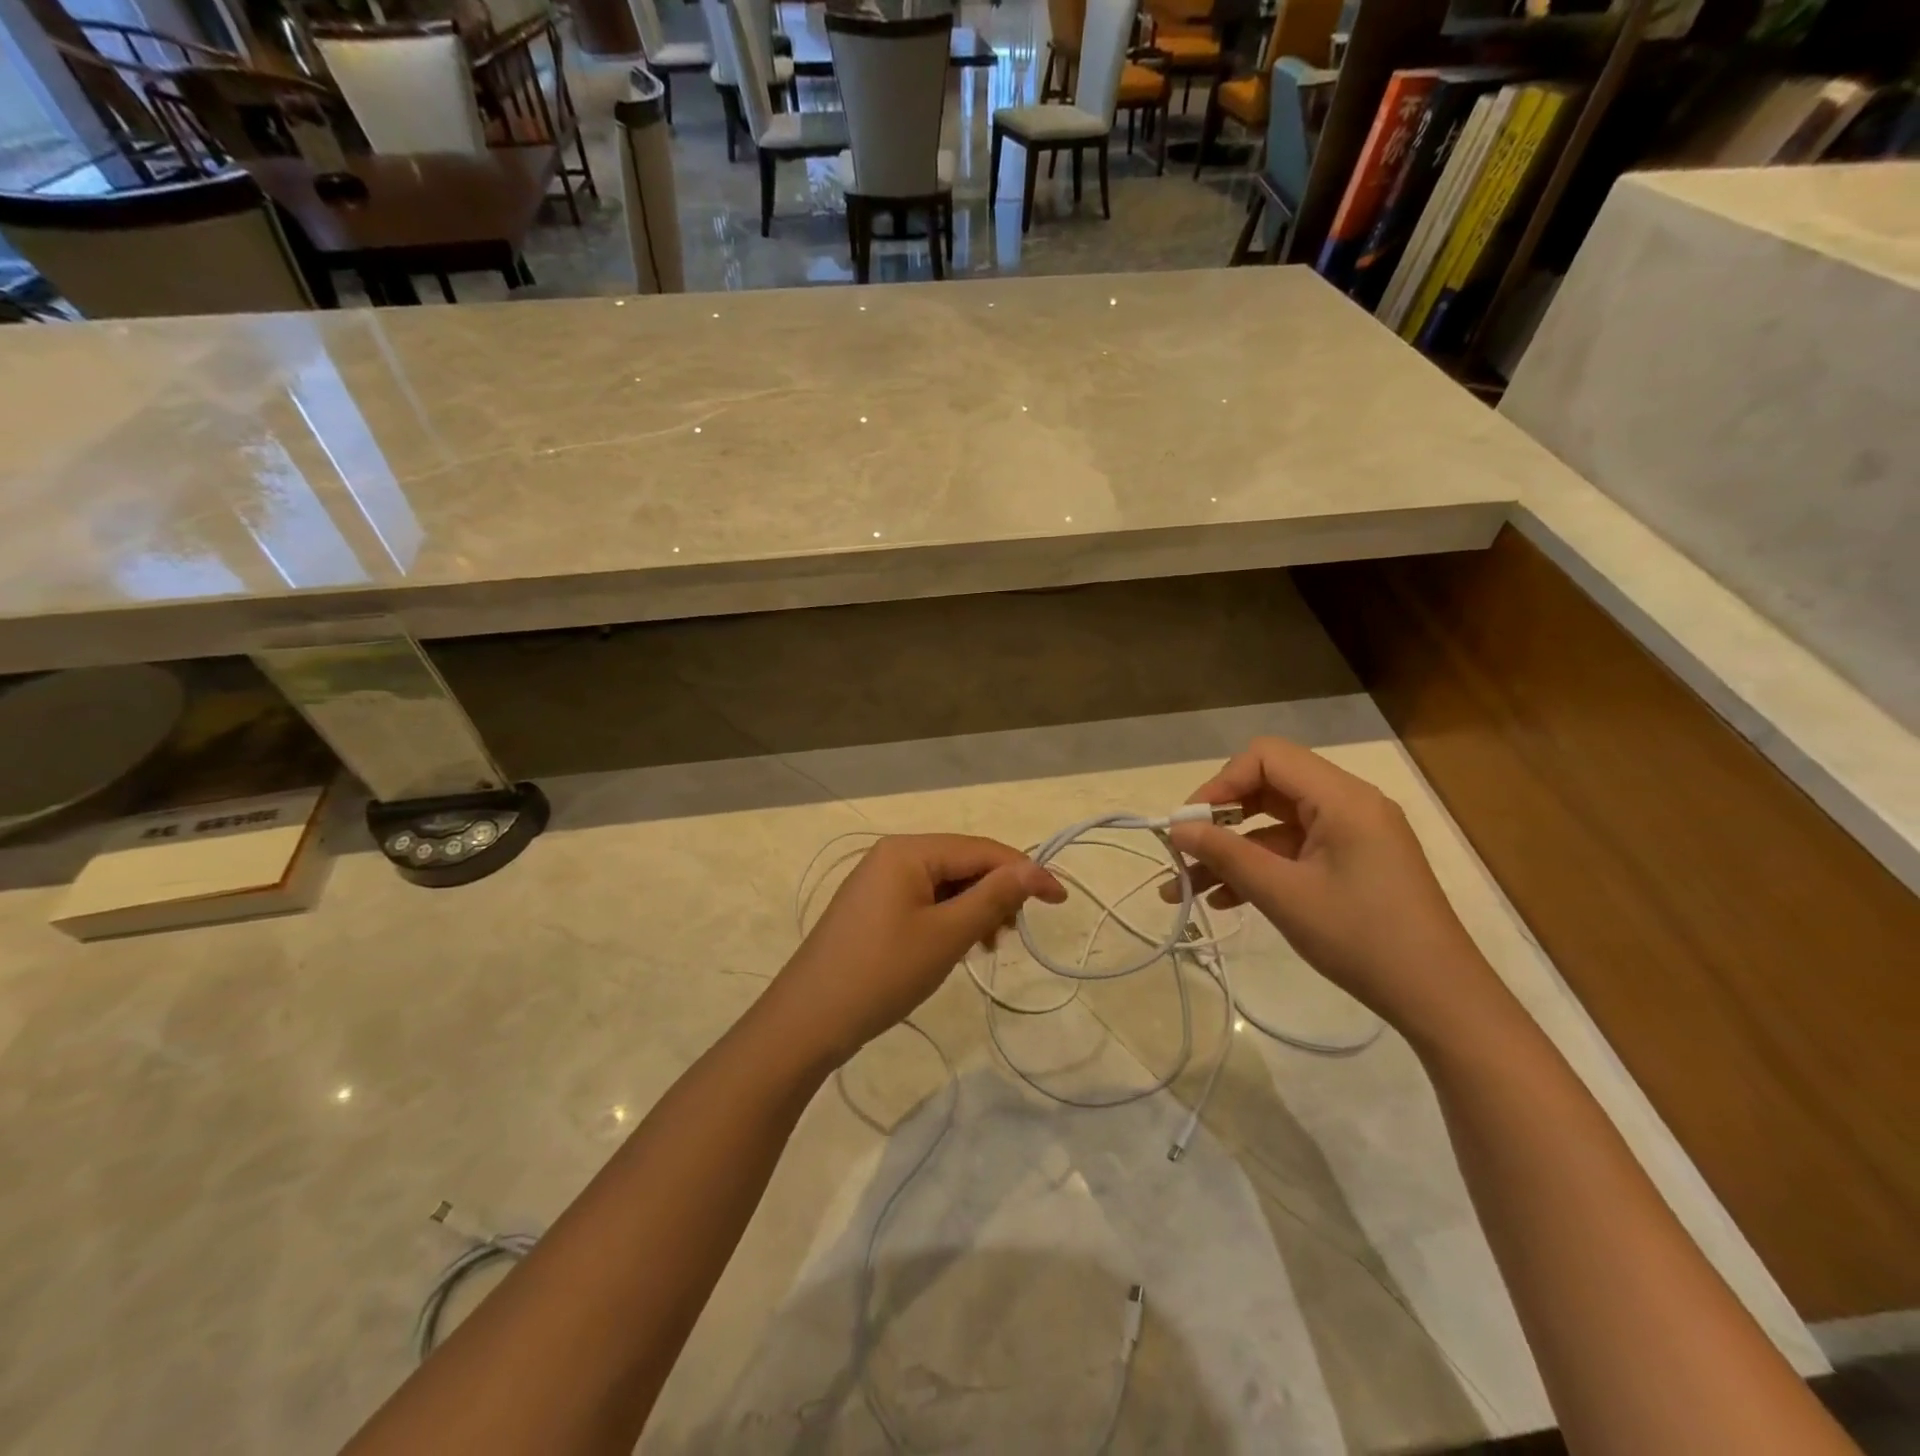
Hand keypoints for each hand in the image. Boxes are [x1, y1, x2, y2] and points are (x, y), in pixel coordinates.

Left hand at [766, 834, 1065, 1066]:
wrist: (807, 1021)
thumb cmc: (882, 973)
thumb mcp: (946, 935)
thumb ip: (993, 897)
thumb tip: (1034, 868)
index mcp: (909, 851)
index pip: (981, 849)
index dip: (1025, 871)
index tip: (1061, 901)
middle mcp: (892, 855)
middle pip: (962, 863)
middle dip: (995, 893)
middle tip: (1012, 935)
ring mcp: (878, 881)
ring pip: (944, 884)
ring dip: (973, 909)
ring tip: (986, 947)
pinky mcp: (872, 908)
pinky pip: (923, 901)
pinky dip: (948, 919)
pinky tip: (956, 947)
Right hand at [1163, 737, 1502, 1042]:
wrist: (1440, 1000)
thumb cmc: (1361, 938)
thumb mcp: (1284, 895)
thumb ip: (1226, 854)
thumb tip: (1177, 828)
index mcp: (1342, 798)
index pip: (1267, 757)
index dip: (1221, 783)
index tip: (1190, 823)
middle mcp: (1349, 804)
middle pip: (1269, 787)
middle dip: (1220, 819)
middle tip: (1184, 850)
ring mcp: (1352, 835)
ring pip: (1275, 824)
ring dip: (1231, 851)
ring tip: (1185, 886)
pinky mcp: (1351, 863)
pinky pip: (1294, 851)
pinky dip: (1259, 868)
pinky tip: (1223, 900)